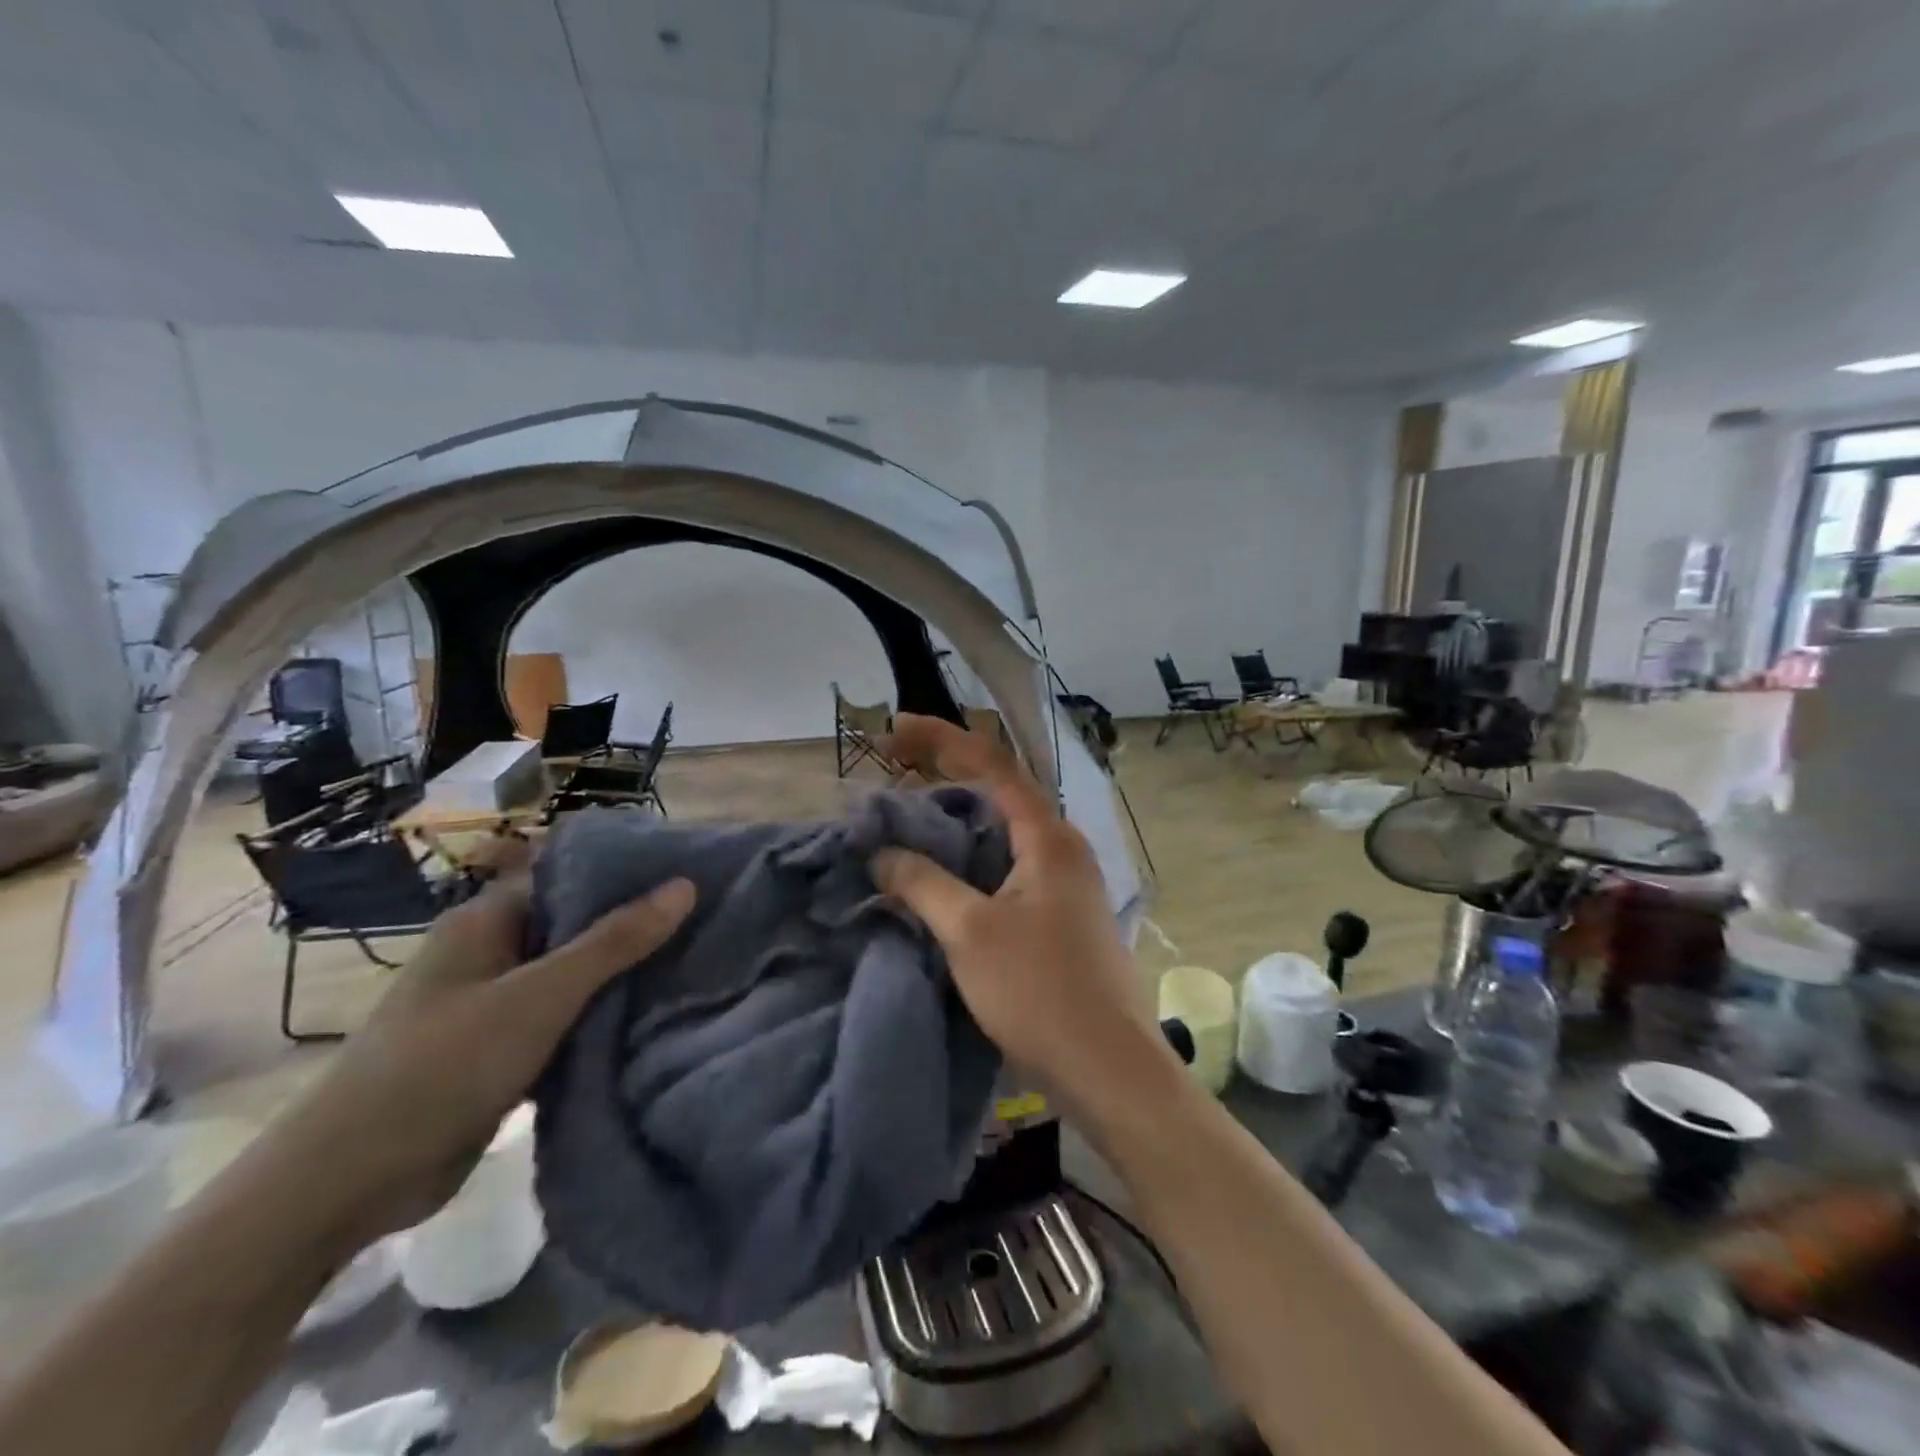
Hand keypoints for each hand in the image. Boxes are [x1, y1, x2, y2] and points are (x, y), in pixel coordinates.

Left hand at [268, 866, 695, 1249]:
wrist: (346, 1183)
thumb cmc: (443, 1065)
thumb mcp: (540, 996)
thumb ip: (615, 941)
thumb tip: (684, 885)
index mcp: (488, 921)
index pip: (569, 873)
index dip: (627, 869)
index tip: (689, 870)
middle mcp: (491, 952)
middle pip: (576, 924)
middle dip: (635, 924)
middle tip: (706, 917)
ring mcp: (494, 1004)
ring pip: (573, 975)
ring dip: (622, 974)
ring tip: (695, 961)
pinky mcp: (501, 1050)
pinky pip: (564, 1019)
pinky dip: (601, 1017)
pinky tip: (653, 1015)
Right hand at [872, 714, 1161, 1103]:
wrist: (1108, 1069)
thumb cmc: (1039, 991)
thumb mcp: (970, 932)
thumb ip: (922, 883)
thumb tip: (882, 853)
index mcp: (1048, 838)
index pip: (993, 765)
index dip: (942, 740)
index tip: (896, 730)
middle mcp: (1063, 849)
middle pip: (1000, 794)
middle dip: (948, 776)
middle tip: (896, 772)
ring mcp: (1066, 885)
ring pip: (1004, 834)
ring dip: (958, 822)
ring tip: (911, 821)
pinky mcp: (1061, 918)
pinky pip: (1009, 869)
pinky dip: (972, 861)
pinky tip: (944, 877)